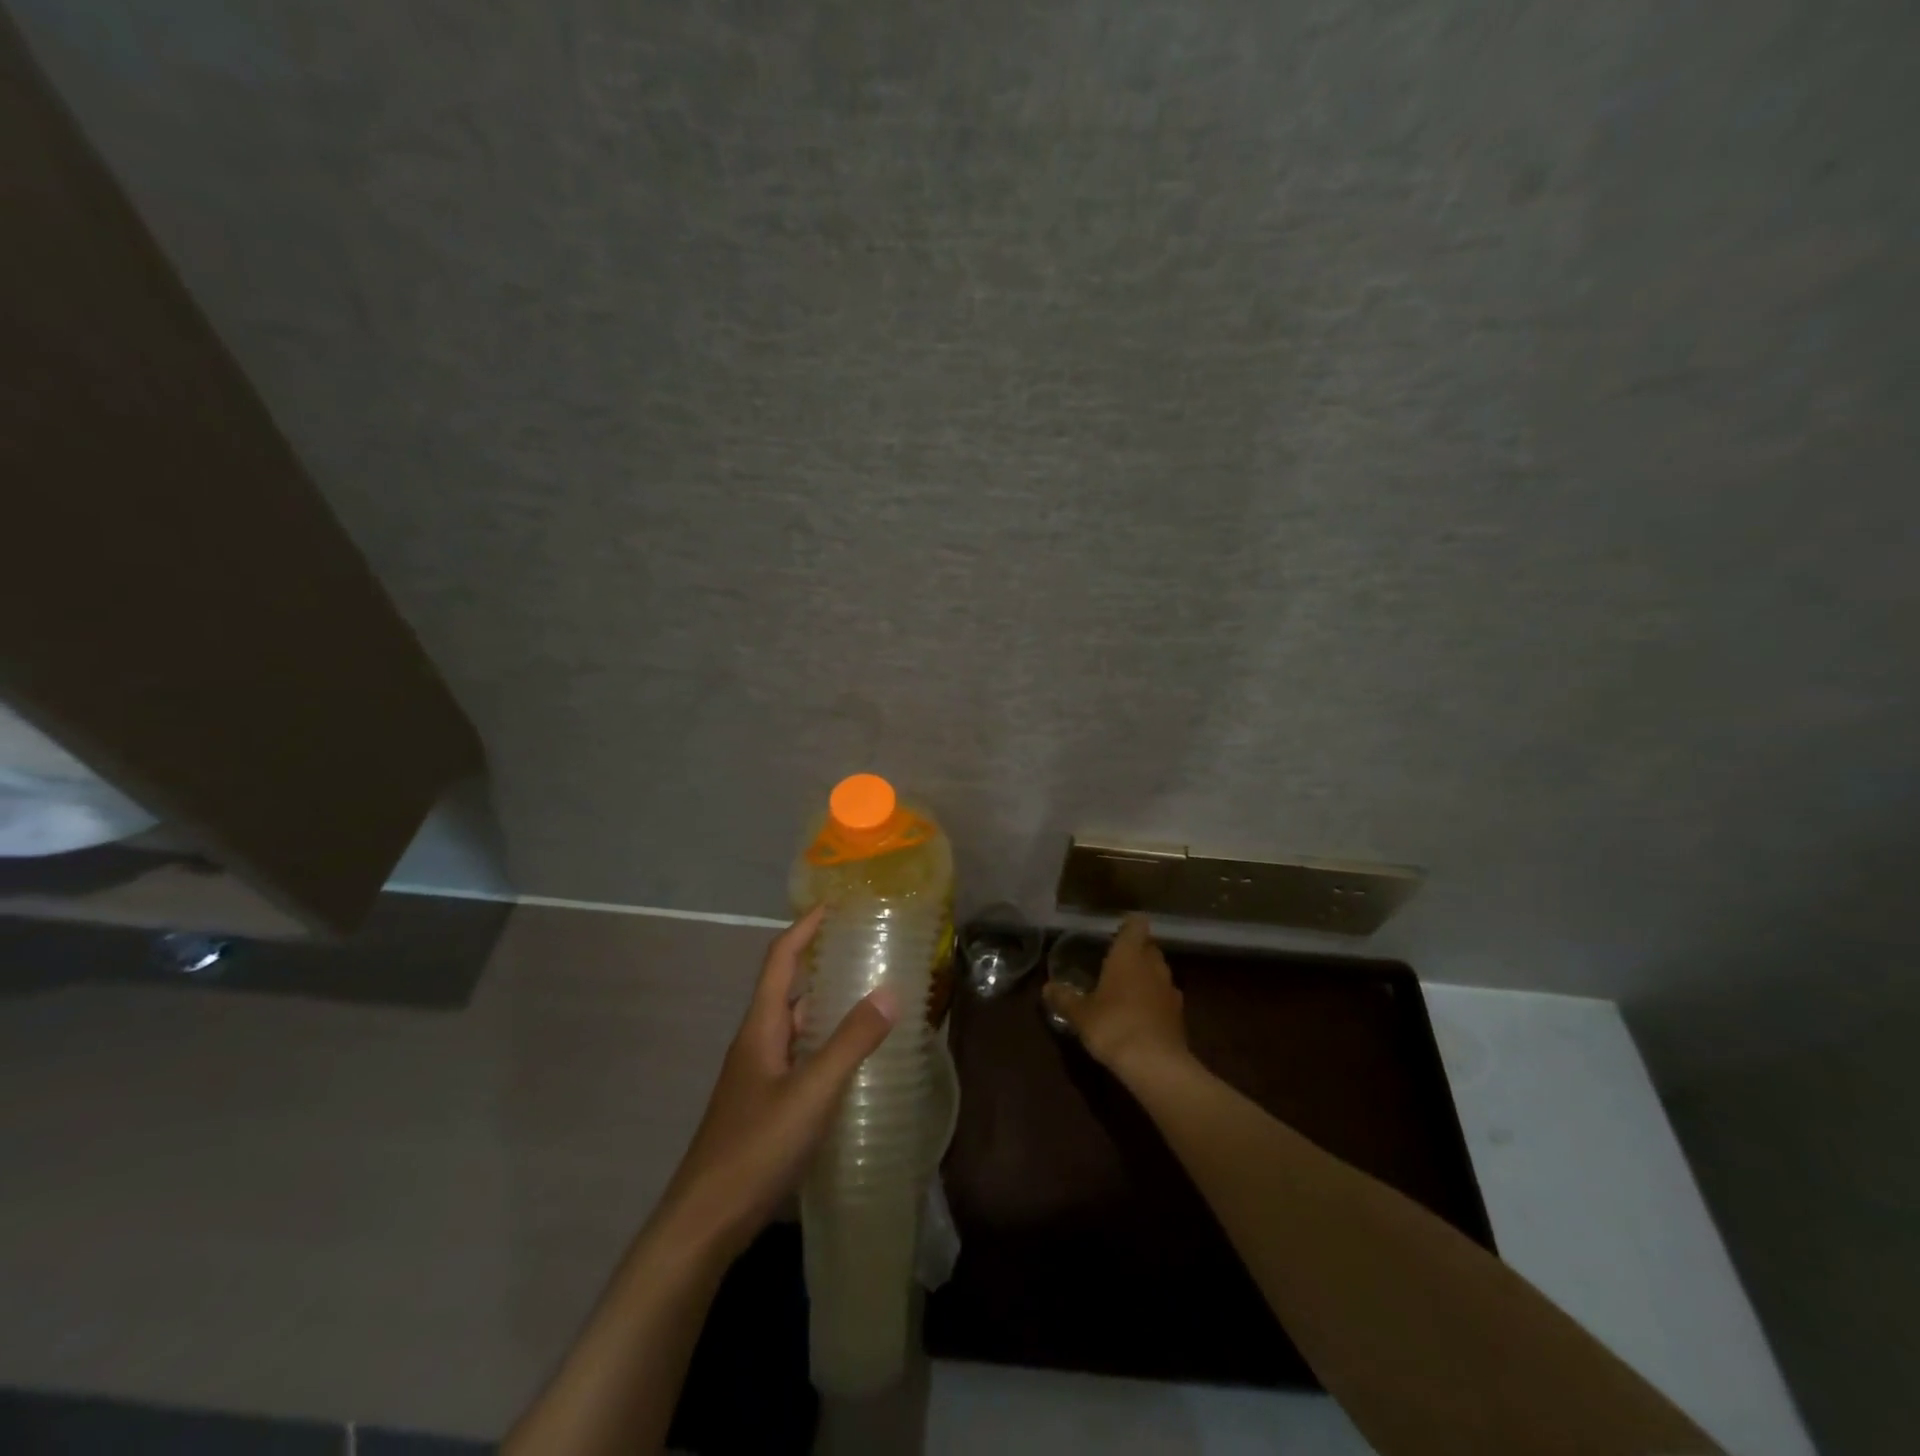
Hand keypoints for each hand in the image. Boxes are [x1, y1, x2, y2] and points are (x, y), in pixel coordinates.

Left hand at [656, 906, 896, 1260]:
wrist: (704, 1224)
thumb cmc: (755, 1149)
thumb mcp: (811, 1093)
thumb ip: (851, 1043)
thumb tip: (890, 991)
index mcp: (761, 1029)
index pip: (780, 961)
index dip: (804, 929)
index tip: (834, 906)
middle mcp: (757, 1045)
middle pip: (790, 992)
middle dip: (823, 967)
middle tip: (868, 955)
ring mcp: (759, 1079)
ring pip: (797, 1030)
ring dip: (828, 1011)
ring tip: (872, 1003)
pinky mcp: (765, 1108)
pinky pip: (801, 1061)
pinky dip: (827, 1050)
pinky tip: (855, 1066)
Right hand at [1042, 914, 1190, 1081]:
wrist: (1156, 1064)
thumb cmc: (1113, 1026)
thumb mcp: (1080, 1014)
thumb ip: (1064, 998)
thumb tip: (1047, 987)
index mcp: (1129, 955)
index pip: (1136, 925)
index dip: (1129, 924)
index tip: (1117, 930)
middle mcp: (1153, 966)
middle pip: (1149, 947)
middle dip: (1136, 951)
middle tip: (1116, 962)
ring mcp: (1170, 990)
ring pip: (1159, 972)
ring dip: (1147, 976)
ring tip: (1127, 989)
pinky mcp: (1179, 1015)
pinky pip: (1165, 997)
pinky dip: (1155, 1000)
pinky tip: (1141, 1015)